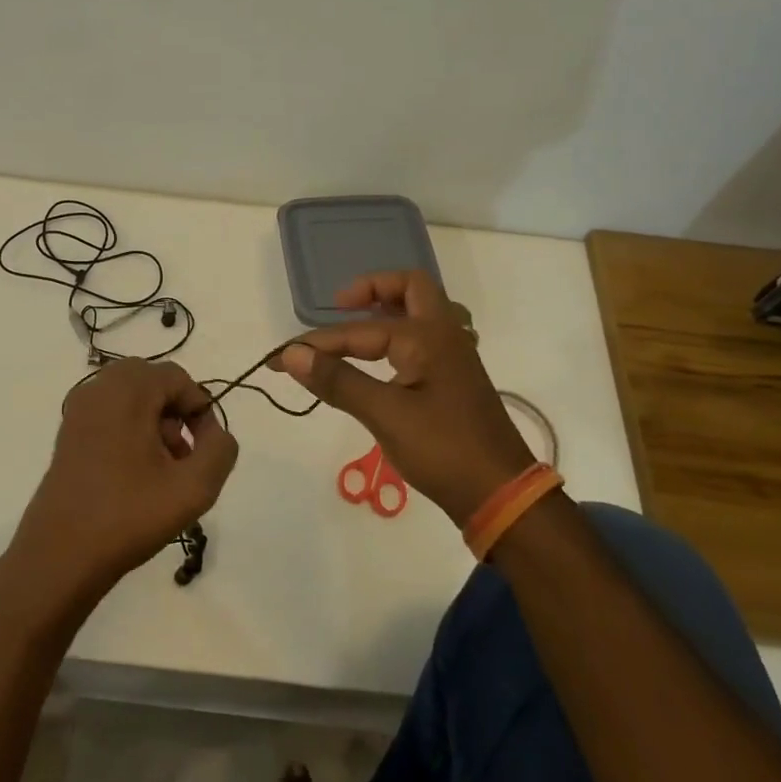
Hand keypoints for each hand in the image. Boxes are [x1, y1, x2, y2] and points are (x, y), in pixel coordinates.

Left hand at [5, 359, 239, 613]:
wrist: (60, 555)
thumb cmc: (128, 516)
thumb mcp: (195, 487)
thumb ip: (220, 449)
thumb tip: (213, 432)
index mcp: (125, 391)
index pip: (177, 378)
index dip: (200, 410)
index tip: (205, 450)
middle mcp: (97, 389)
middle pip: (152, 383)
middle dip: (176, 413)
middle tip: (182, 456)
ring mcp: (77, 411)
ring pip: (131, 398)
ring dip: (155, 423)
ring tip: (163, 471)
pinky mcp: (68, 434)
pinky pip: (111, 415)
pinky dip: (131, 431)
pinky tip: (136, 475)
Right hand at [270, 270, 535, 524]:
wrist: (500, 493)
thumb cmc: (443, 450)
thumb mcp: (385, 415)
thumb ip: (338, 381)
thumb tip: (292, 355)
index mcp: (427, 337)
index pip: (358, 332)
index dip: (317, 344)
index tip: (280, 359)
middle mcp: (445, 335)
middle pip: (411, 288)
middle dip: (371, 290)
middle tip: (339, 306)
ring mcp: (454, 356)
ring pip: (422, 312)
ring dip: (389, 309)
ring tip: (356, 325)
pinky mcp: (454, 379)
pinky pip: (426, 337)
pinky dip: (400, 334)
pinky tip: (383, 357)